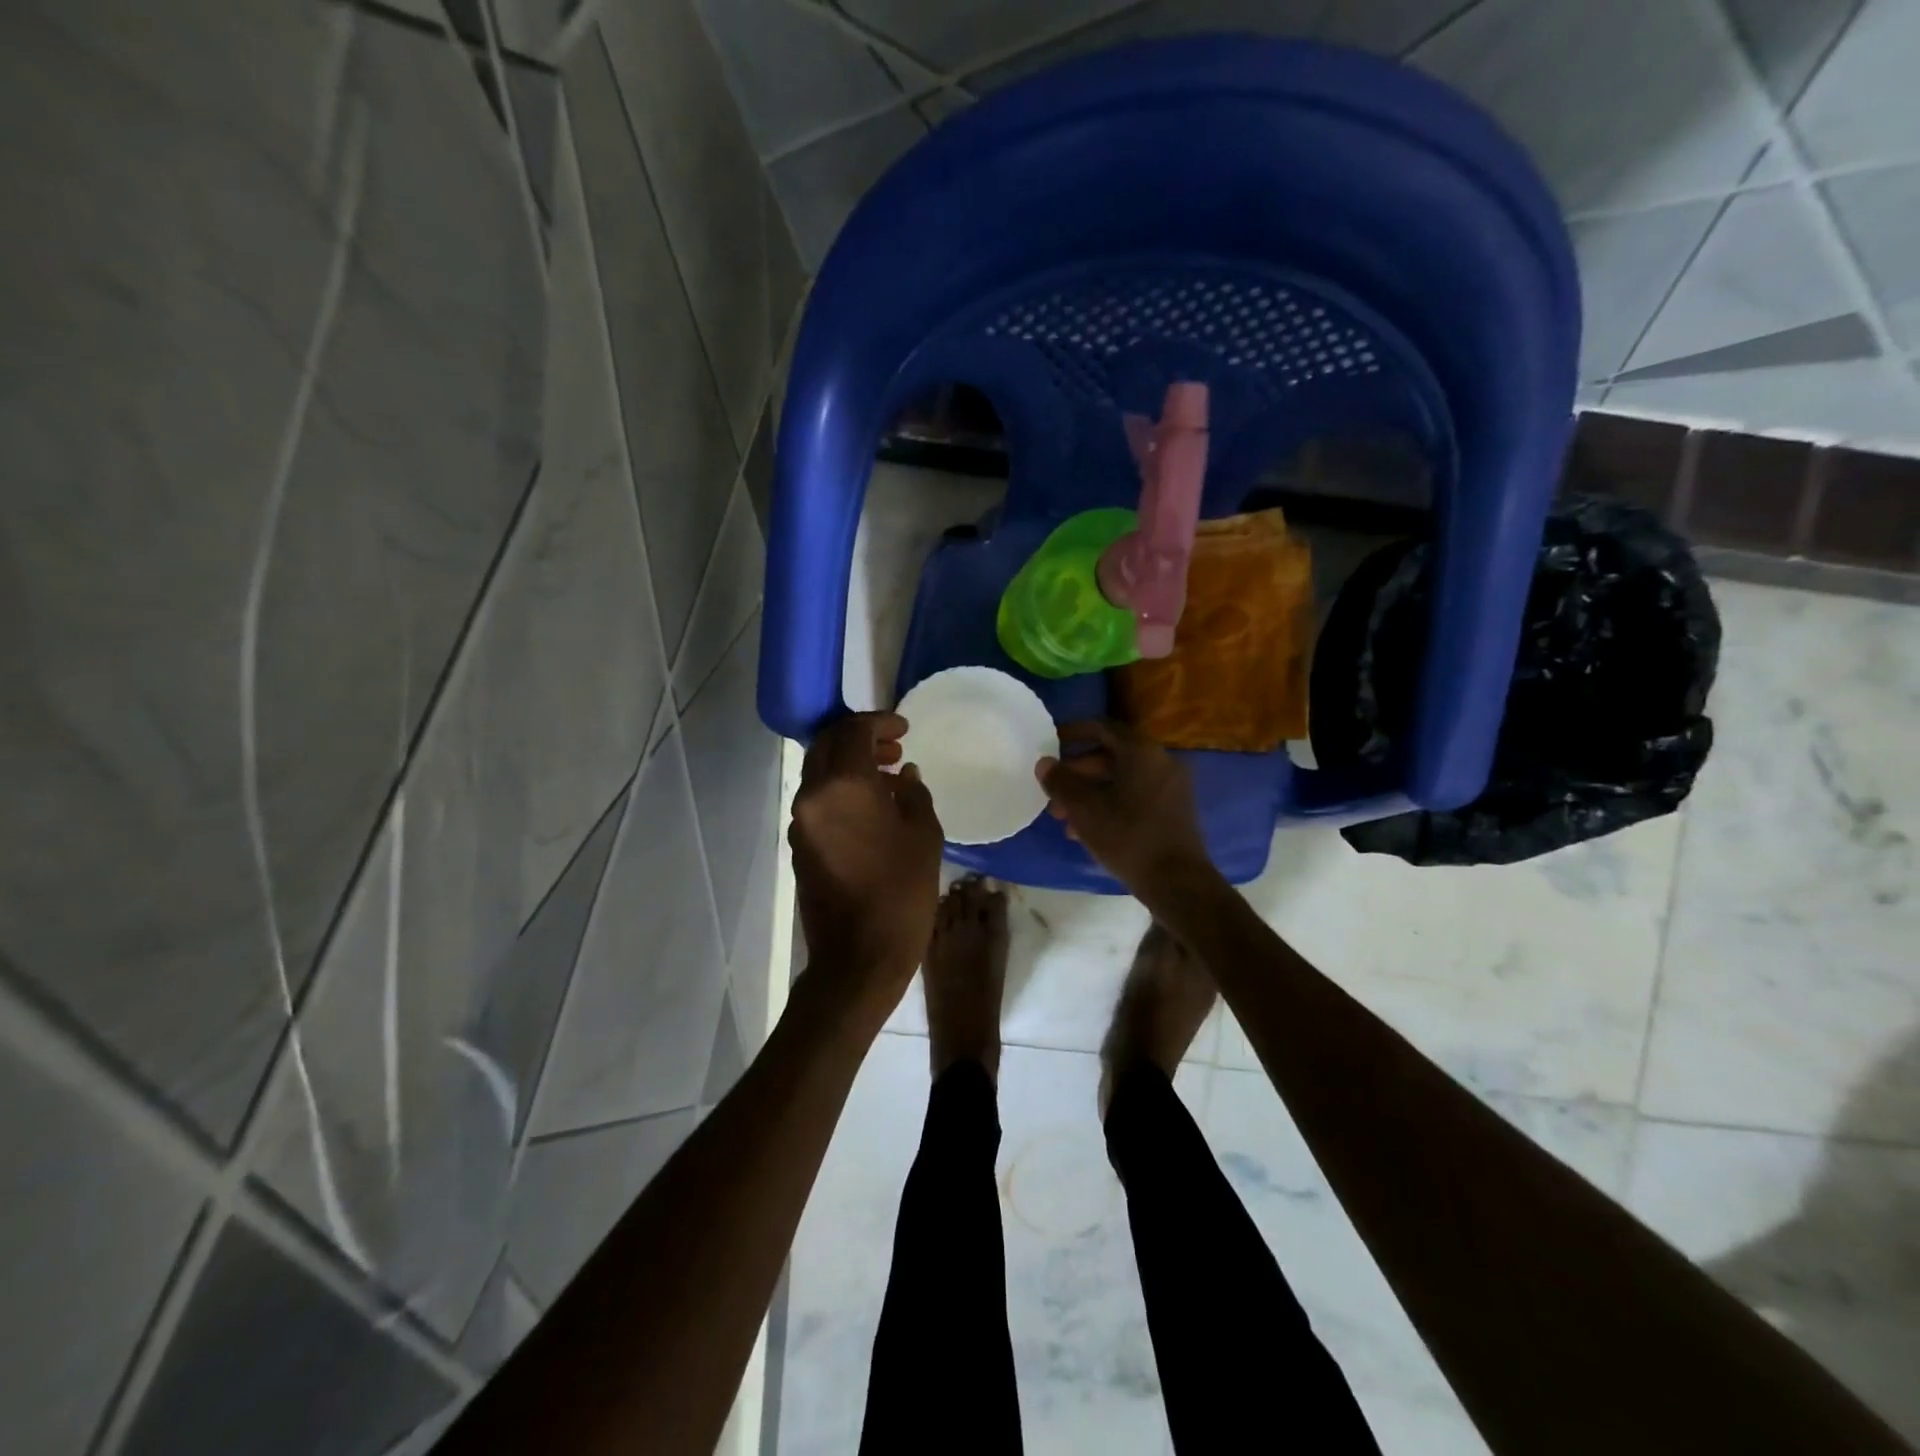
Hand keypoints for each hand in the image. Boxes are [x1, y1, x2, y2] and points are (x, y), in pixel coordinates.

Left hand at [790, 712, 943, 1010]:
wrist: (858, 957)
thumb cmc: (901, 893)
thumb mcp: (924, 837)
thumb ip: (914, 794)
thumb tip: (904, 775)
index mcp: (844, 785)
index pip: (853, 731)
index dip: (880, 722)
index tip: (904, 728)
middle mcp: (813, 794)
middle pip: (828, 745)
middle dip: (860, 738)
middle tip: (894, 748)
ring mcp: (801, 820)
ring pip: (819, 771)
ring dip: (849, 763)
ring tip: (887, 776)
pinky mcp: (799, 843)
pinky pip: (818, 799)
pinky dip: (840, 788)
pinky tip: (871, 806)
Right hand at [1036, 720, 1214, 900]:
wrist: (1177, 882)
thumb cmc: (1128, 837)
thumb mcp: (1084, 810)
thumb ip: (1061, 782)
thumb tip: (1044, 763)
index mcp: (1141, 752)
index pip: (1102, 728)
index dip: (1073, 732)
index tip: (1050, 743)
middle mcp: (1160, 761)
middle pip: (1111, 755)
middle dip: (1078, 772)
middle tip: (1053, 790)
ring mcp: (1171, 786)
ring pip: (1122, 779)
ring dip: (1090, 792)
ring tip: (1063, 817)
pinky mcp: (1173, 810)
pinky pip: (1136, 795)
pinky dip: (1110, 803)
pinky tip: (1087, 830)